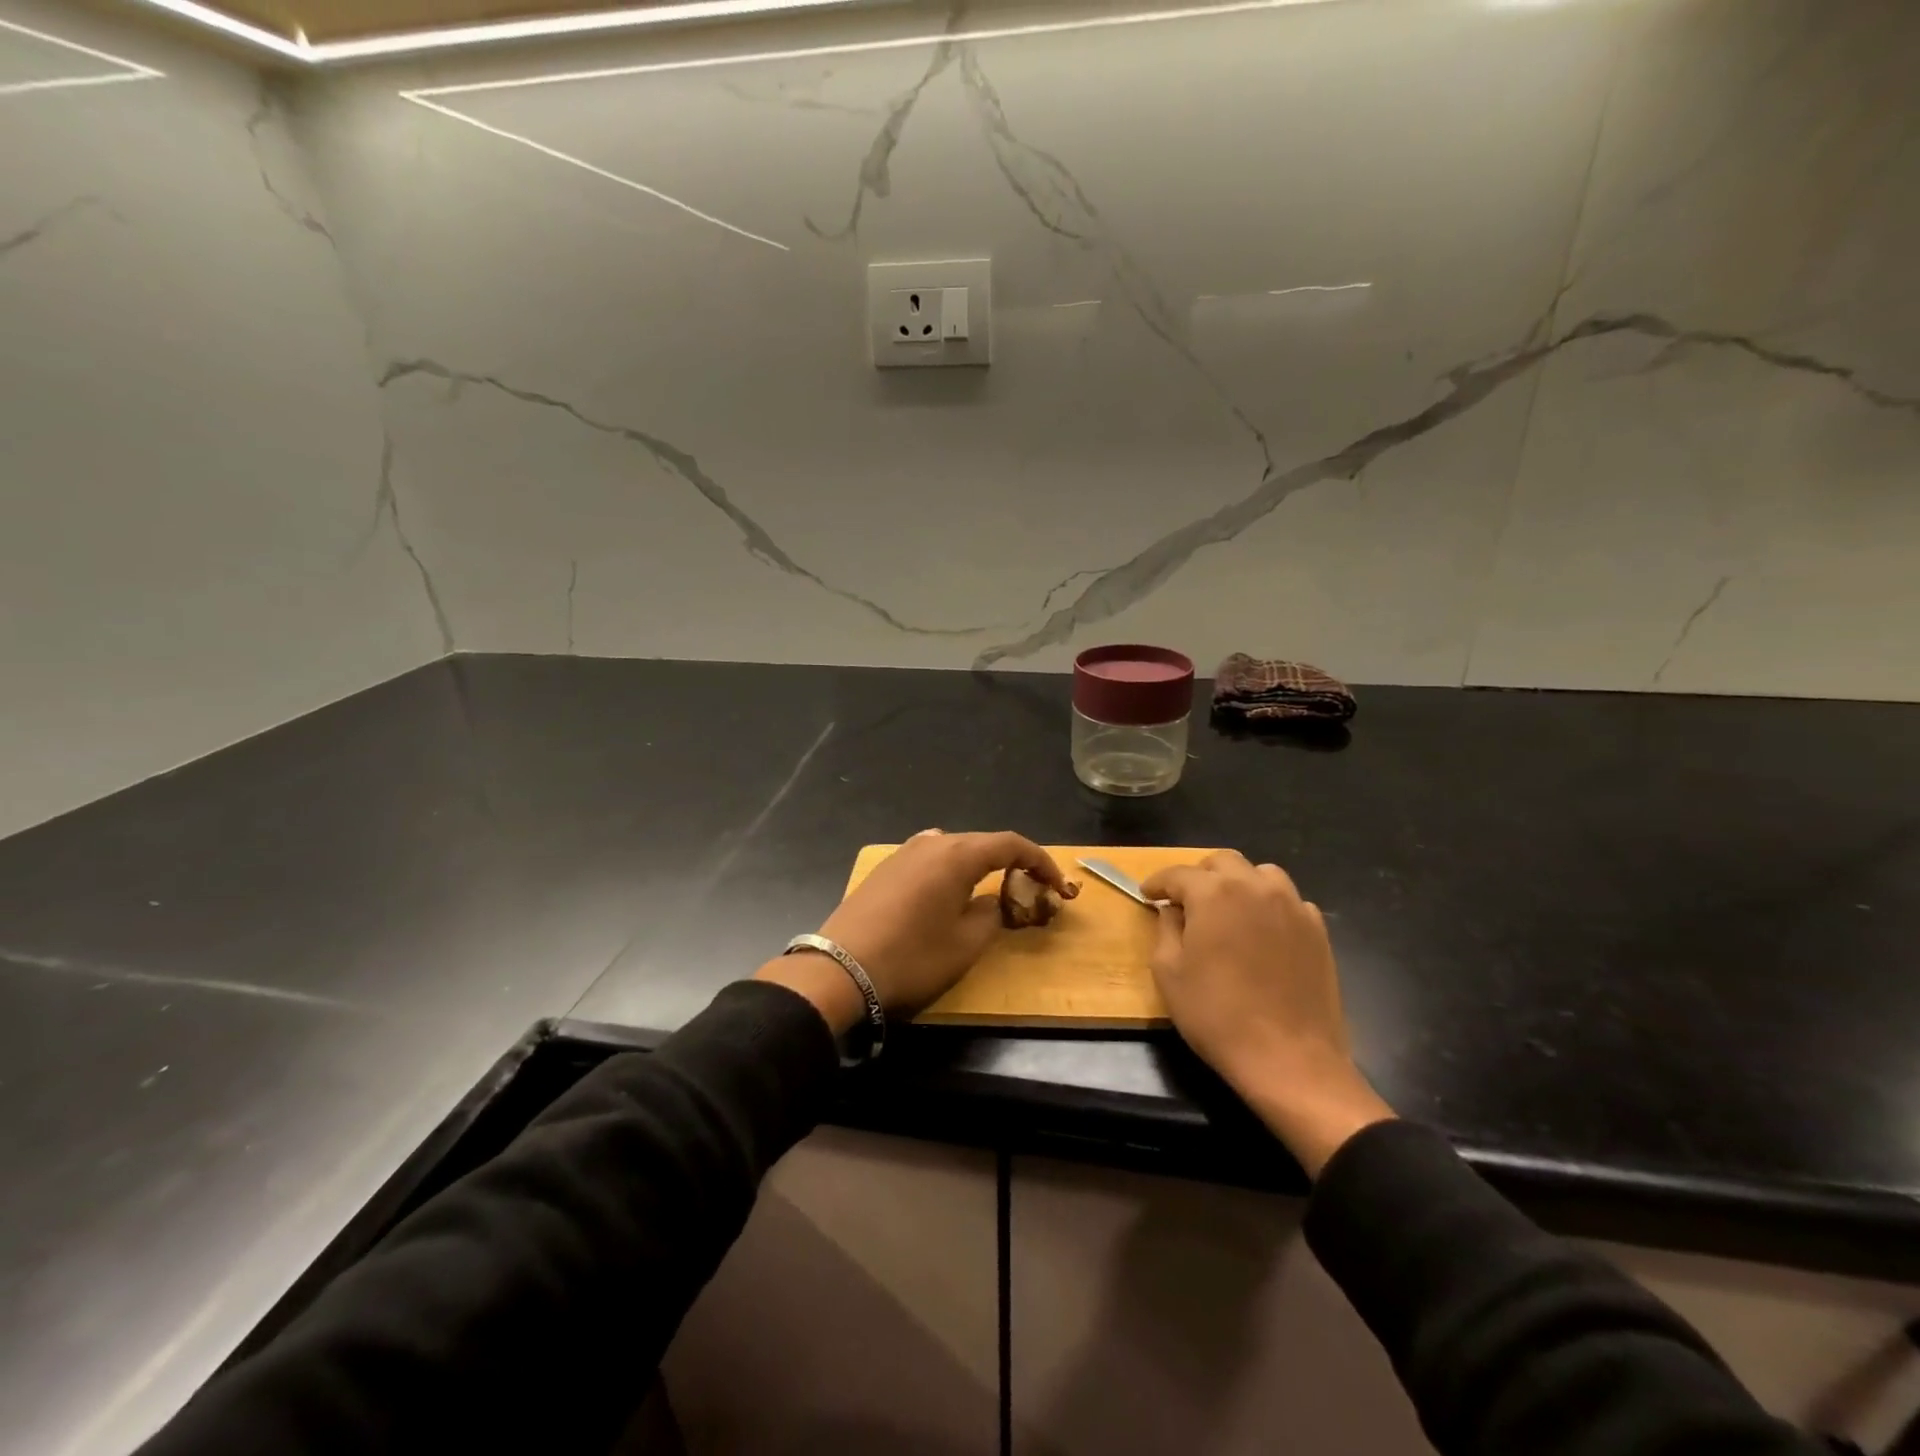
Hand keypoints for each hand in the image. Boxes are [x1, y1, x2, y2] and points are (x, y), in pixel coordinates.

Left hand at [756, 830, 1069, 1033]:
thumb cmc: (912, 958)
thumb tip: (993, 902)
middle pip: (981, 843)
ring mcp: (903, 853)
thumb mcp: (966, 944)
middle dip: (1010, 862)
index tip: (1056, 883)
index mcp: (957, 855)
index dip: (1039, 860)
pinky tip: (949, 892)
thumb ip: (991, 914)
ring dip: (978, 865)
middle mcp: (930, 843)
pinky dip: (951, 870)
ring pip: (953, 849)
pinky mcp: (885, 870)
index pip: (1010, 844)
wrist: (840, 970)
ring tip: (990, 890)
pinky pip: (929, 859)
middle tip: (1028, 889)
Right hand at [1142, 851, 1393, 1176]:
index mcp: (1214, 893)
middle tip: (1186, 901)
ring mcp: (1293, 906)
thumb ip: (1166, 929)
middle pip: (1223, 862)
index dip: (1158, 883)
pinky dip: (1270, 906)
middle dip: (1199, 876)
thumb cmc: (1217, 1015)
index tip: (1147, 894)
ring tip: (1228, 910)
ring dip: (1239, 883)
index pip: (1179, 873)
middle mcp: (1255, 887)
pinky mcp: (1317, 930)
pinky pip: (1289, 901)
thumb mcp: (1169, 972)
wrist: (1289, 1058)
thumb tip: (1172, 910)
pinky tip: (1262, 932)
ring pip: (1261, 874)